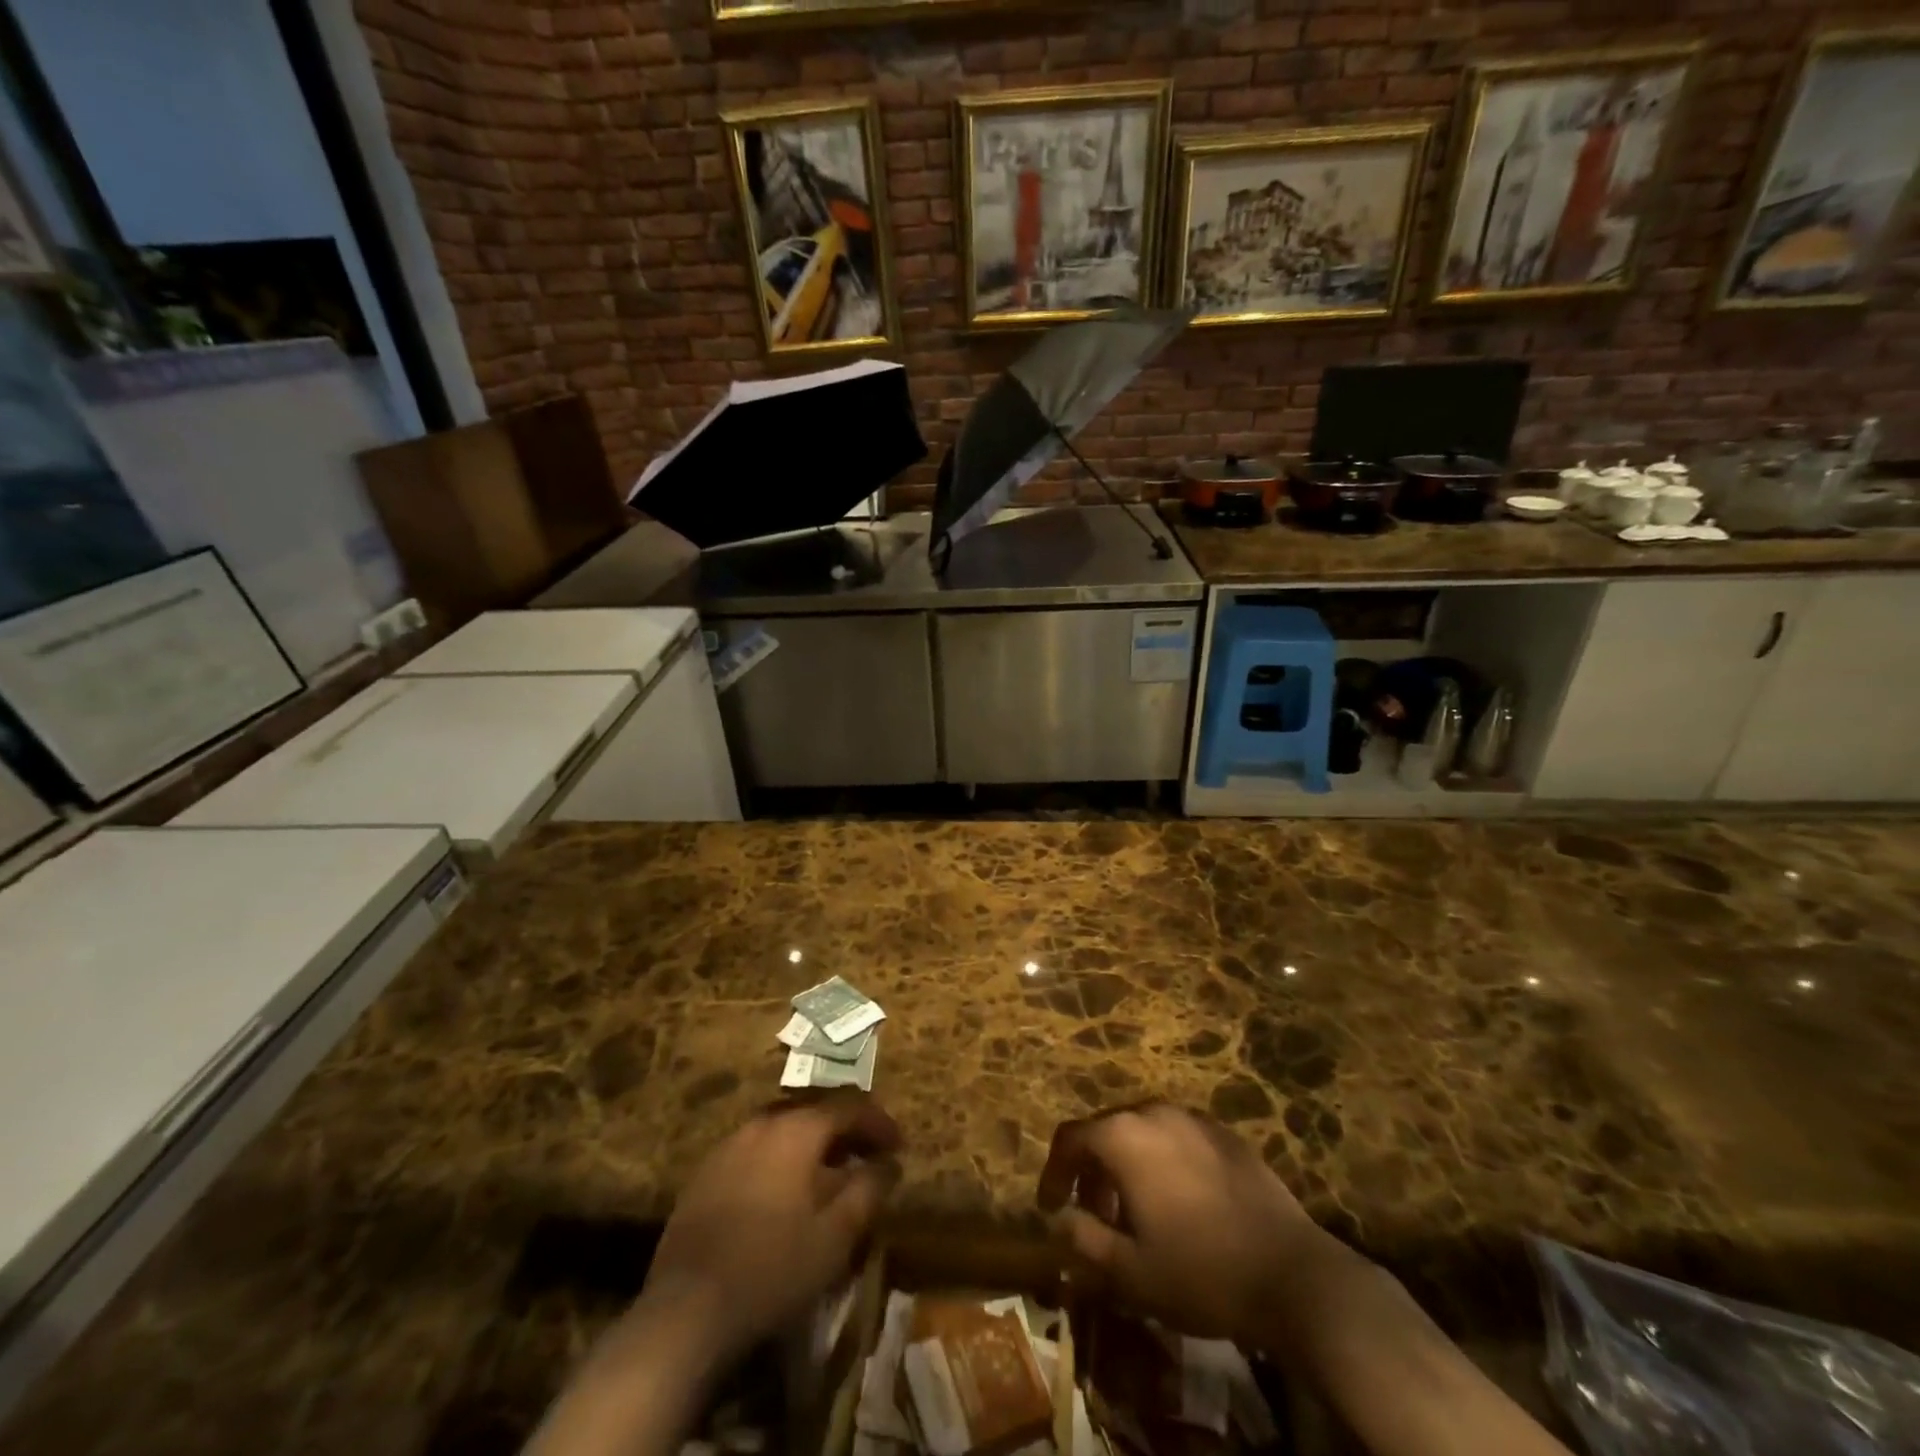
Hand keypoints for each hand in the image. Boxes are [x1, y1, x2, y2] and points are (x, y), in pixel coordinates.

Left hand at [637, 1091, 902, 1364]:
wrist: (686, 1311)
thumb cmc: (774, 1267)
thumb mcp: (837, 1234)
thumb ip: (869, 1189)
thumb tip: (889, 1162)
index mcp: (797, 1129)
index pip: (849, 1107)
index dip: (879, 1123)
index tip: (898, 1147)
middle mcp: (762, 1123)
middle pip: (814, 1111)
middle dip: (846, 1131)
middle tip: (867, 1157)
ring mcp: (729, 1145)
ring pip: (783, 1129)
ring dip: (812, 1145)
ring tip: (830, 1175)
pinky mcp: (706, 1173)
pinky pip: (756, 1150)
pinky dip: (781, 1160)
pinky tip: (784, 1194)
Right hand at [1037, 1102, 1326, 1340]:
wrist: (1291, 1274)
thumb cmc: (1200, 1272)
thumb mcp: (1130, 1271)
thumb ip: (1084, 1239)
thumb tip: (1059, 1220)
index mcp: (1123, 1137)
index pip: (1070, 1139)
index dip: (1053, 1172)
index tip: (1050, 1207)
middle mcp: (1154, 1112)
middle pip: (1107, 1131)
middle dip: (1093, 1172)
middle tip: (1096, 1217)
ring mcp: (1194, 1119)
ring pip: (1144, 1132)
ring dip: (1129, 1165)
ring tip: (1138, 1213)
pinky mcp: (1226, 1134)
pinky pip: (1179, 1138)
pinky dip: (1164, 1161)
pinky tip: (1181, 1204)